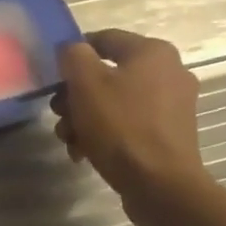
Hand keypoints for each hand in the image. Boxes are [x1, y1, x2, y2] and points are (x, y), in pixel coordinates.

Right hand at [54, 30, 207, 225]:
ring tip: (69, 139)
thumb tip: (72, 51)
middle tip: (59, 114)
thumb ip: (73, 55)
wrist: (161, 187)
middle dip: (75, 95)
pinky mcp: (169, 135)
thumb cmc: (121, 126)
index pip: (102, 39)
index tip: (53, 78)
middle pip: (106, 74)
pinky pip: (129, 124)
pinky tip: (85, 153)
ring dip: (85, 118)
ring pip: (115, 102)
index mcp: (153, 52)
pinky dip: (105, 134)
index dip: (72, 55)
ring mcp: (172, 106)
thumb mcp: (86, 83)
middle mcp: (169, 72)